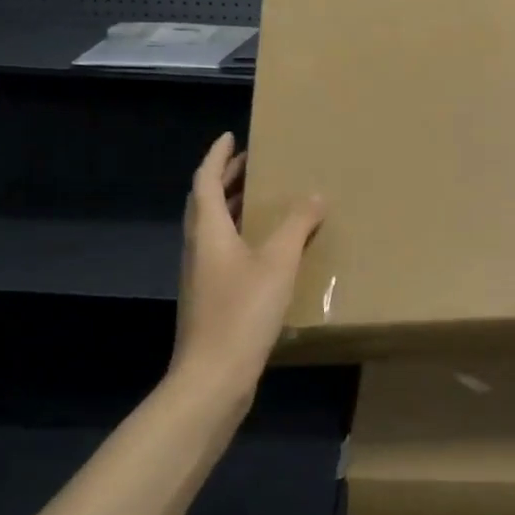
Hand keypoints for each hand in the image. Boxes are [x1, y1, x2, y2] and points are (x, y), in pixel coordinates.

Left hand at [172, 133, 324, 395]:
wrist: (213, 378)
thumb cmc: (242, 311)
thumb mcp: (278, 262)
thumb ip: (298, 225)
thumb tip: (315, 195)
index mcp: (208, 231)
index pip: (205, 180)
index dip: (217, 156)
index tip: (231, 136)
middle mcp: (198, 248)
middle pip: (205, 203)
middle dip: (226, 180)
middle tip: (253, 164)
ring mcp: (202, 276)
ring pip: (214, 229)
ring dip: (233, 208)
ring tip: (263, 199)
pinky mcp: (211, 299)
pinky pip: (224, 253)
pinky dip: (242, 237)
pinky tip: (267, 250)